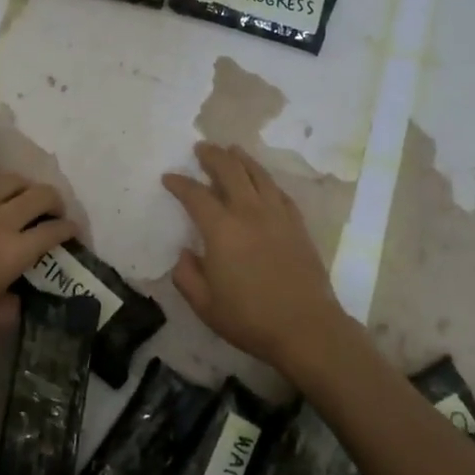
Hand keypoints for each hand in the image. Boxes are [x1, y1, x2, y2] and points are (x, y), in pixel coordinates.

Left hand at [0, 168, 76, 362]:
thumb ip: (12, 306)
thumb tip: (19, 293)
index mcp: (13, 254)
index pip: (53, 231)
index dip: (70, 229)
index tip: (73, 232)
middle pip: (40, 195)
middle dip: (55, 202)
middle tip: (54, 212)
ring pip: (10, 180)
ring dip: (25, 187)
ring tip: (24, 197)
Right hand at [162, 142, 352, 377]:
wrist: (306, 327)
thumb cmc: (249, 318)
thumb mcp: (204, 305)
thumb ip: (186, 275)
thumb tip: (185, 252)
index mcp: (221, 229)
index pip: (195, 195)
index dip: (179, 183)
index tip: (169, 178)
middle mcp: (249, 212)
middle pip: (230, 170)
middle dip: (212, 155)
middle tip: (201, 148)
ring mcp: (277, 215)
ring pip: (257, 174)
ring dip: (241, 158)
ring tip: (231, 150)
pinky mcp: (297, 224)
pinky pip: (278, 191)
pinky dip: (265, 179)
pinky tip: (261, 180)